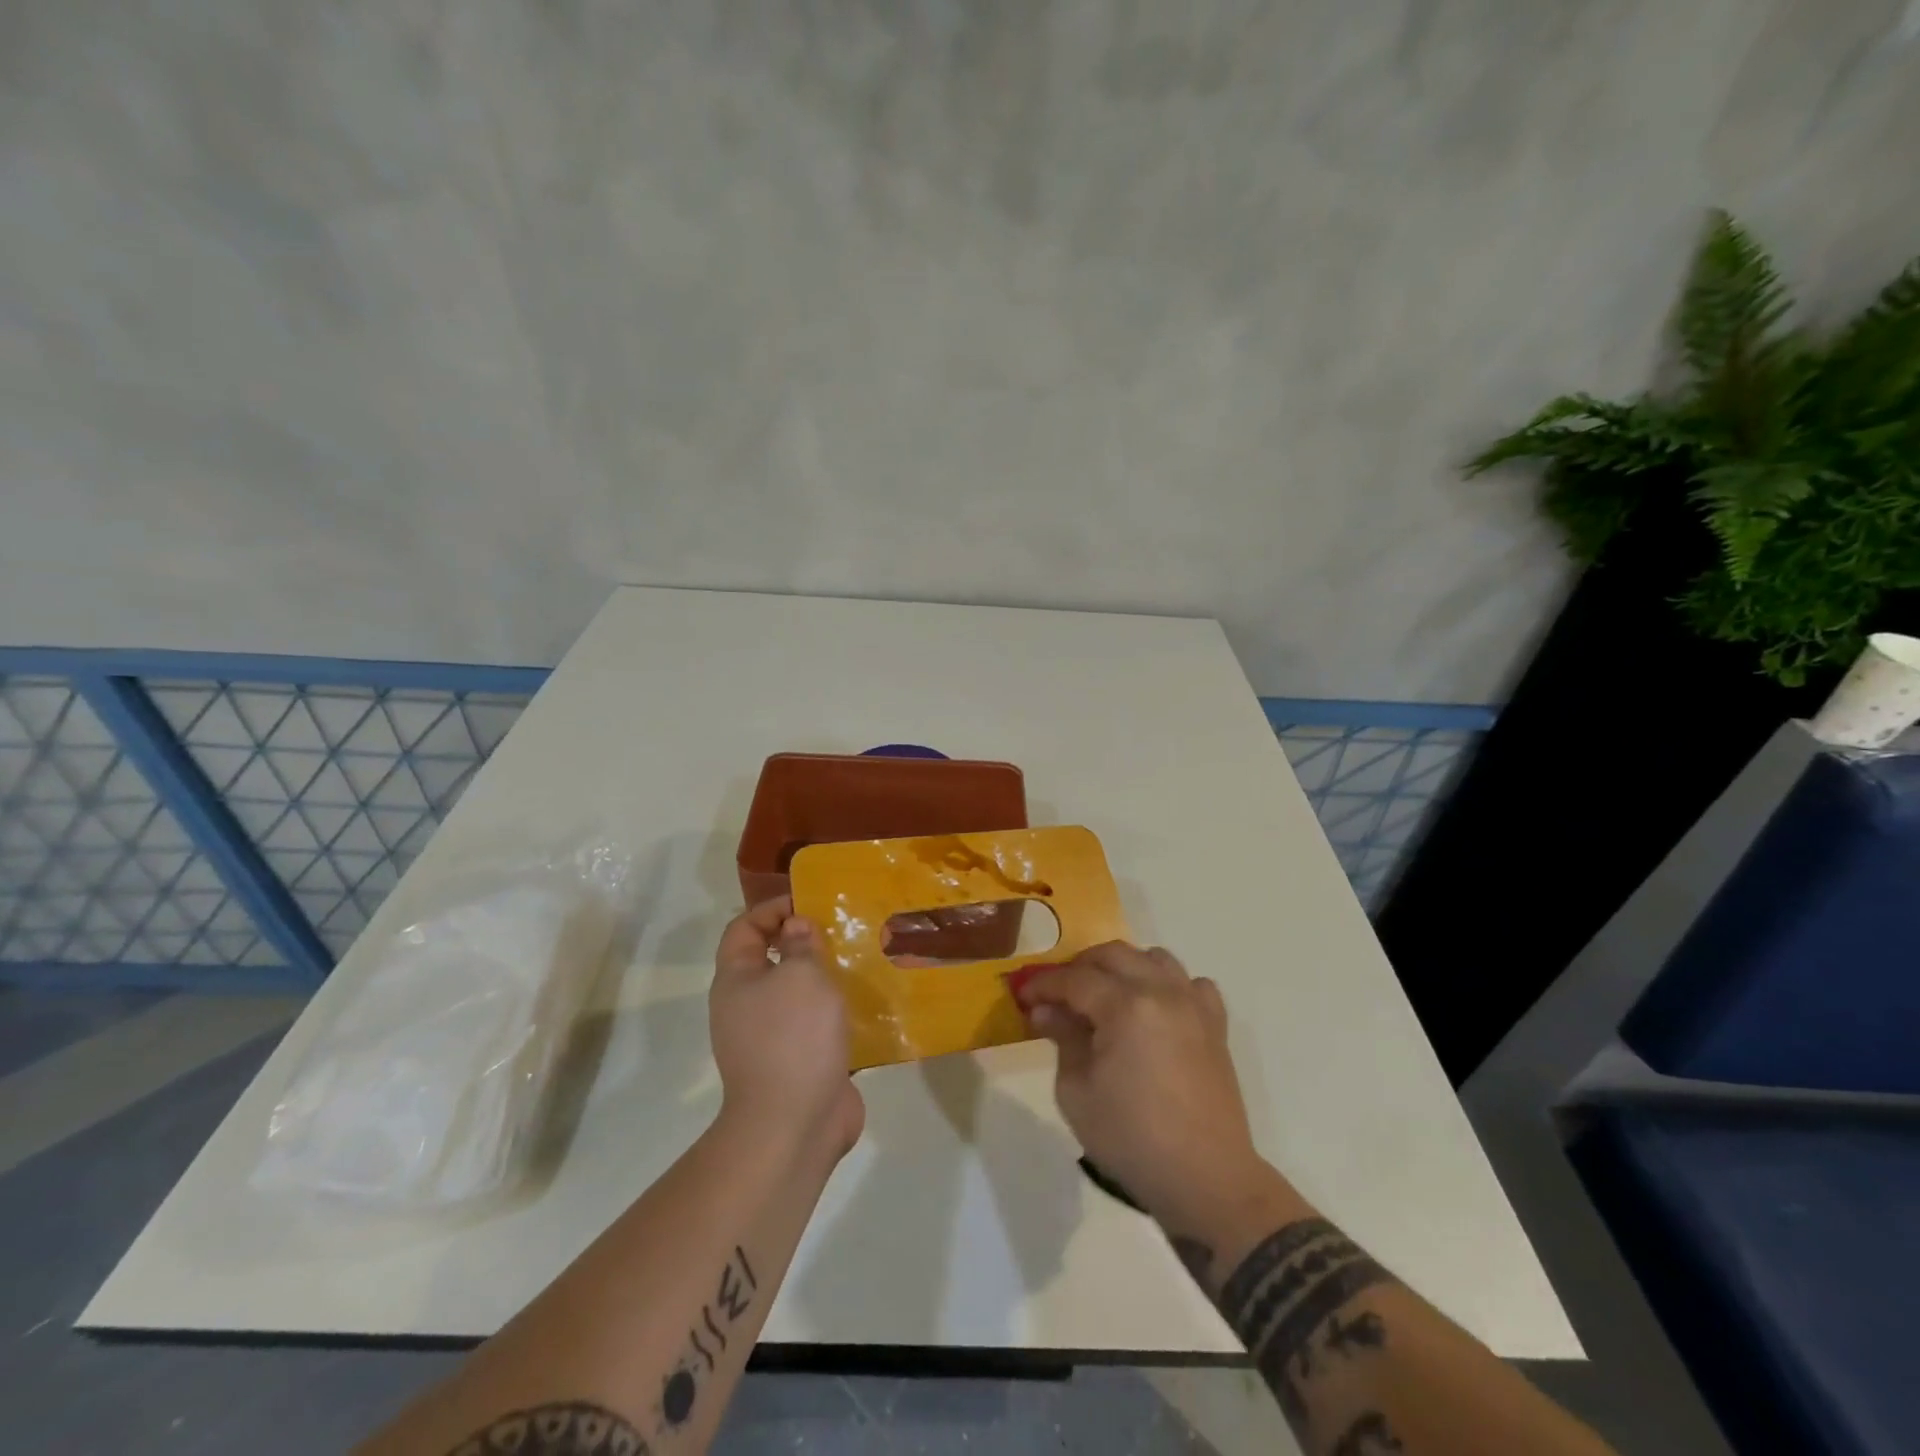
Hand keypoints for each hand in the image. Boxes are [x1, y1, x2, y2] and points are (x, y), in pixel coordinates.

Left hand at [710, 897, 864, 1159]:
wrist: (793, 1125)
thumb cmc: (793, 1037)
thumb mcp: (801, 976)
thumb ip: (801, 944)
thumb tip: (796, 927)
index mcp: (737, 980)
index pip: (744, 928)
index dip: (772, 908)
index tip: (809, 902)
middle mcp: (746, 1006)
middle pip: (770, 959)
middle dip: (803, 941)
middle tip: (841, 930)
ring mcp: (770, 1038)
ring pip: (796, 994)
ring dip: (823, 977)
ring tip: (858, 962)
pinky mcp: (798, 1063)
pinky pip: (815, 1025)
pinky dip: (836, 1012)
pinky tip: (866, 1005)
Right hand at [1014, 943, 1263, 1229]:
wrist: (1205, 1180)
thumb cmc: (1131, 1139)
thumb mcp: (1077, 1092)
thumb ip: (1062, 1039)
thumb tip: (1046, 1011)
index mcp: (1126, 1007)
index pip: (1075, 979)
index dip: (1044, 984)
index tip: (1024, 995)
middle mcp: (1162, 992)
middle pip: (1114, 955)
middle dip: (1080, 967)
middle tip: (1059, 994)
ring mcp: (1194, 1005)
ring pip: (1154, 959)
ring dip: (1124, 967)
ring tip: (1105, 996)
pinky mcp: (1215, 1025)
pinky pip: (1192, 984)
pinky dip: (1169, 985)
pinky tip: (1156, 1010)